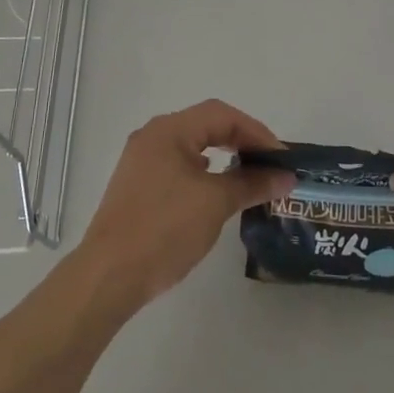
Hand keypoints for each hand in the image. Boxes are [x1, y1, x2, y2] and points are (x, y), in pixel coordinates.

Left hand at [74, 100, 294, 313]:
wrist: (108, 277)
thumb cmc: (164, 230)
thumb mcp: (215, 203)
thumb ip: (251, 183)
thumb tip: (285, 177)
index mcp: (169, 130)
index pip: (221, 115)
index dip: (256, 132)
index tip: (281, 157)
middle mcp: (152, 137)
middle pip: (206, 125)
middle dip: (241, 141)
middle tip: (270, 164)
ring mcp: (141, 161)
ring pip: (192, 146)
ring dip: (223, 156)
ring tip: (250, 176)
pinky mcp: (137, 186)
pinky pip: (179, 165)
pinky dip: (204, 172)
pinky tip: (215, 189)